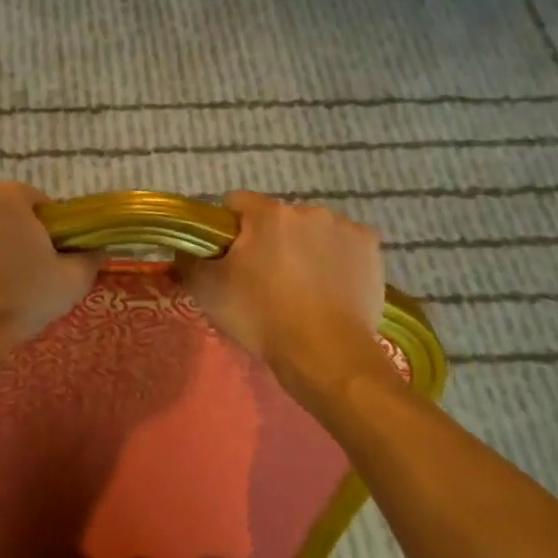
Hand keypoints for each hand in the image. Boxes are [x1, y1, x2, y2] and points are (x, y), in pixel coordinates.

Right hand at [178, 191, 390, 408]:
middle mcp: (308, 210)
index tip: (227, 257)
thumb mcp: (208, 291)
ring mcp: (345, 228)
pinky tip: (329, 288)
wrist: (326, 355)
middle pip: (276, 218)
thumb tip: (185, 247)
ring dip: (302, 247)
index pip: (236, 202)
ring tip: (300, 288)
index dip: (226, 228)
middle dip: (268, 240)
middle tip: (263, 279)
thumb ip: (189, 259)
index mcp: (268, 214)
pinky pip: (343, 245)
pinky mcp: (371, 249)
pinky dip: (334, 259)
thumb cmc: (262, 317)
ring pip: (311, 230)